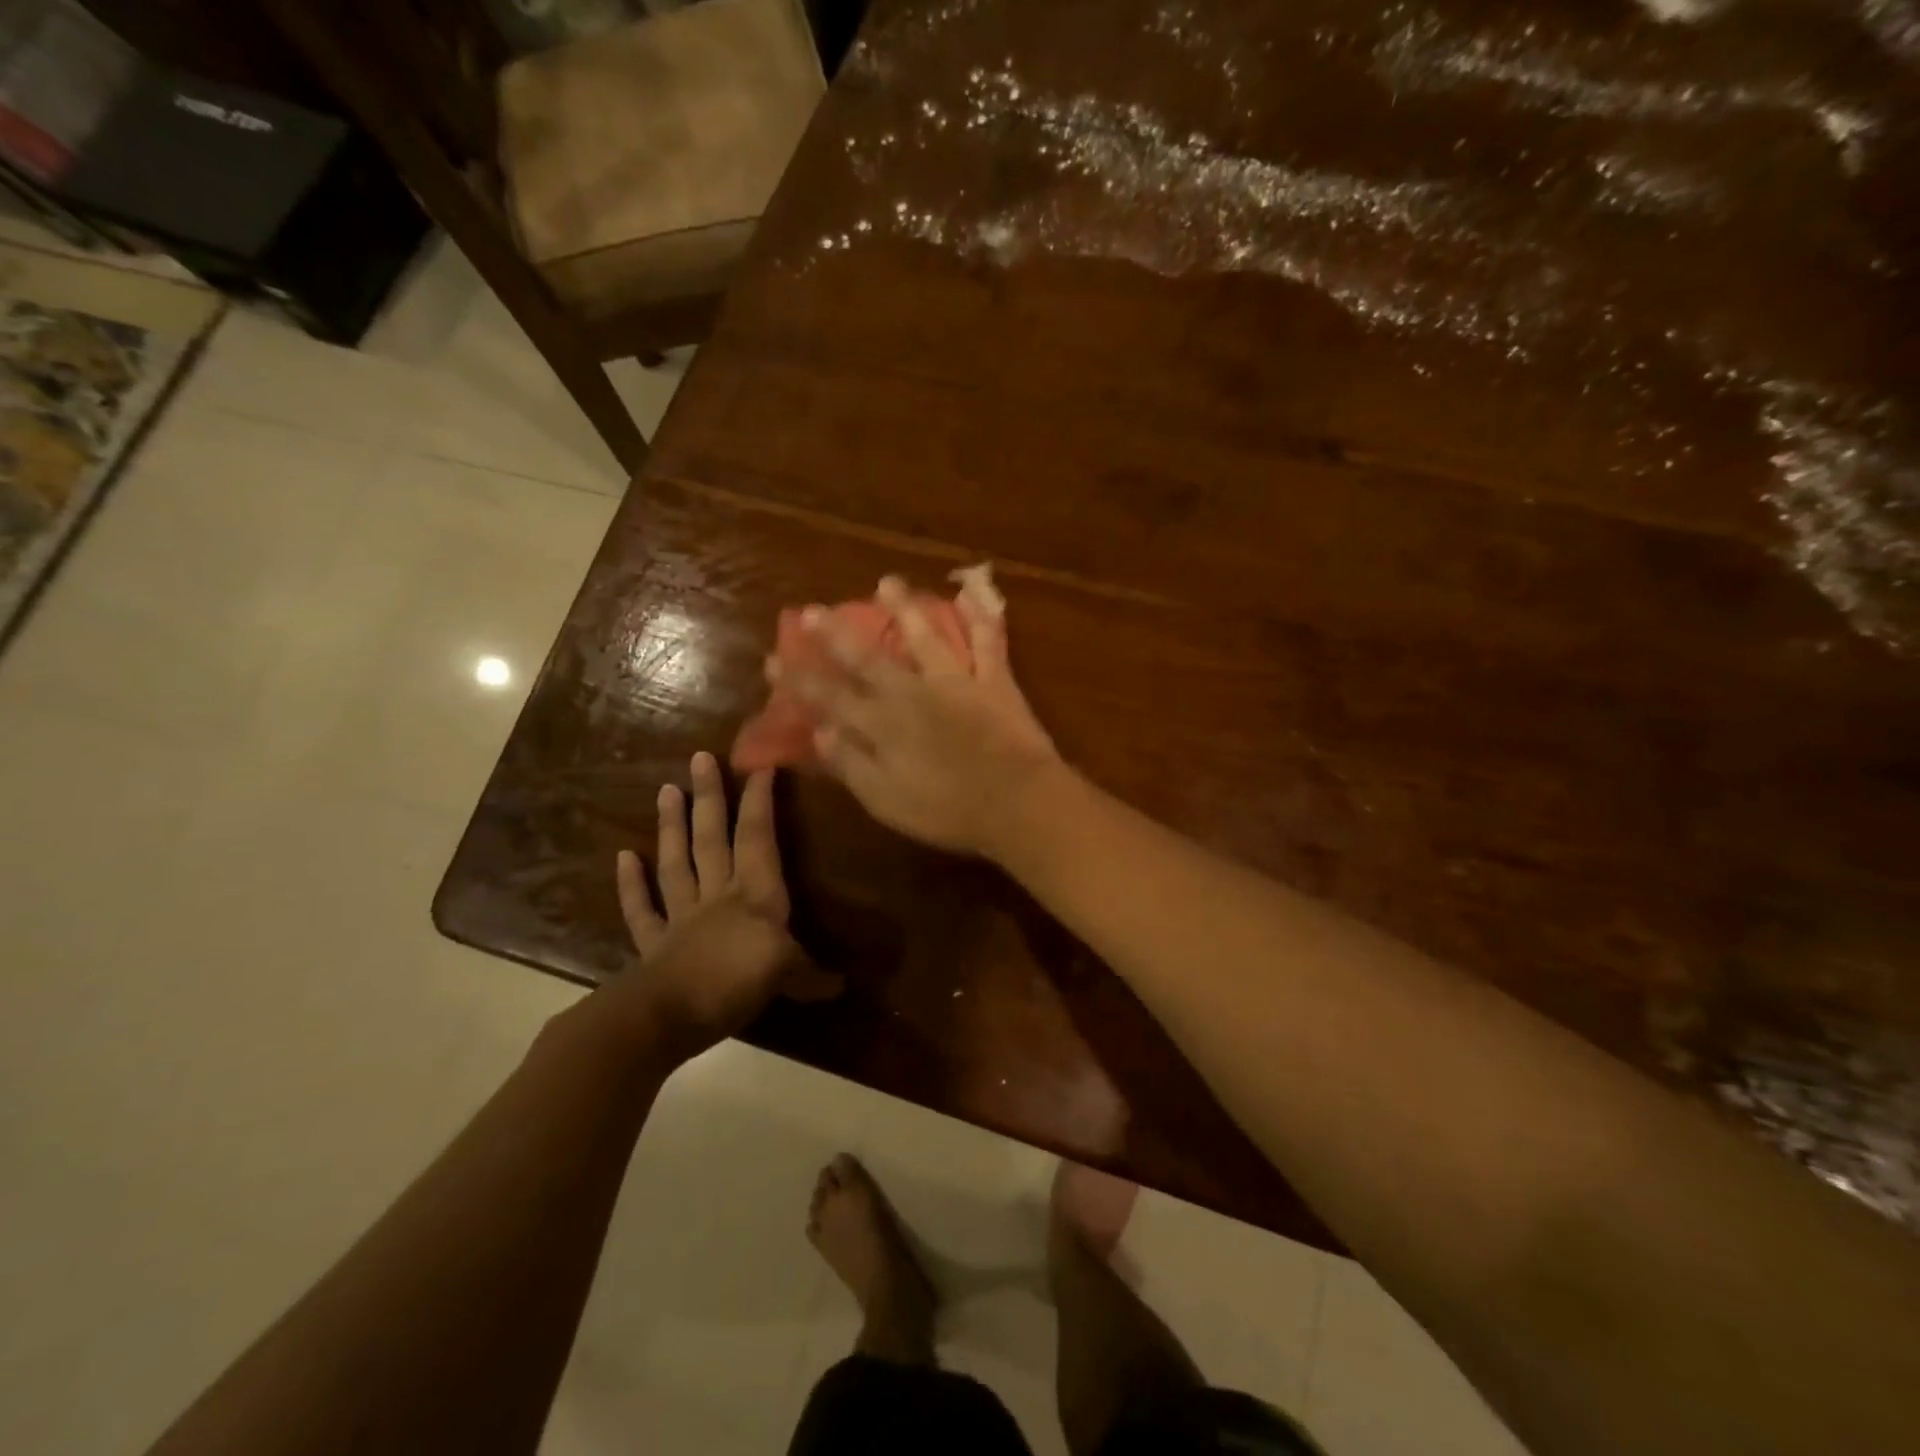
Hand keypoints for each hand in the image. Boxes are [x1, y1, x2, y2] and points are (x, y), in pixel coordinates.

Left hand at [610, 753, 837, 1062]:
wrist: (667, 1017)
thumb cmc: (734, 984)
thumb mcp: (786, 977)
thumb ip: (811, 976)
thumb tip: (841, 985)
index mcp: (754, 896)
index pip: (758, 839)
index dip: (760, 802)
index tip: (761, 766)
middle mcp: (718, 896)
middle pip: (714, 839)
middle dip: (711, 798)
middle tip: (699, 758)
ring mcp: (682, 917)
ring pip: (677, 863)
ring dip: (672, 827)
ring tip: (667, 789)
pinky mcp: (654, 944)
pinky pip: (642, 909)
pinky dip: (631, 884)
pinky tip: (623, 857)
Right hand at [785, 576, 1062, 856]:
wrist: (1017, 802)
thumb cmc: (948, 811)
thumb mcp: (886, 800)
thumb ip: (850, 763)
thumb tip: (819, 731)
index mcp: (882, 725)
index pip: (831, 697)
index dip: (800, 679)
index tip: (773, 659)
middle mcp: (912, 693)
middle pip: (868, 658)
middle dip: (836, 634)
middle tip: (812, 609)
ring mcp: (955, 681)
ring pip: (924, 637)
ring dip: (904, 608)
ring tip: (886, 582)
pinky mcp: (993, 681)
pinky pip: (987, 642)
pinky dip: (980, 618)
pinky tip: (971, 594)